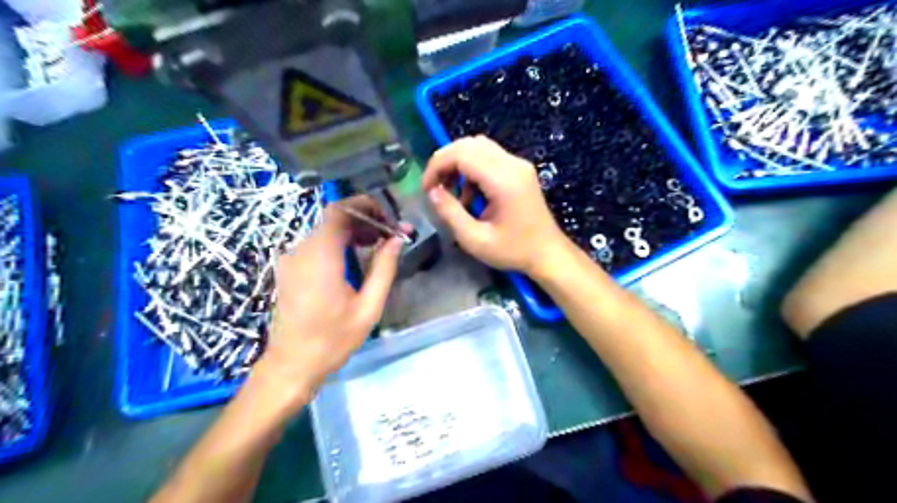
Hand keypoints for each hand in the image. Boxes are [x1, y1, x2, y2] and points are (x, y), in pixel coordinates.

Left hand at [255, 194, 402, 406]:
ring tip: (377, 246)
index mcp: (321, 256)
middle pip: (334, 219)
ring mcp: (291, 259)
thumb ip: (384, 268)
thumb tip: (397, 239)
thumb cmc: (333, 340)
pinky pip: (317, 245)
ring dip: (353, 232)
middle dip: (364, 220)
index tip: (389, 218)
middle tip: (389, 235)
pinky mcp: (289, 269)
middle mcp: (301, 250)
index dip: (366, 206)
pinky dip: (339, 244)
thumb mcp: (368, 306)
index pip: (340, 210)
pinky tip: (355, 259)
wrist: (291, 365)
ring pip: (326, 231)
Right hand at [420, 135, 566, 277]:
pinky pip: (490, 157)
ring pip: (479, 147)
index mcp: (503, 180)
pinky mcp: (520, 170)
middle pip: (469, 144)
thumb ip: (450, 213)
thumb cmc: (513, 251)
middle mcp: (512, 164)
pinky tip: (471, 195)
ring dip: (459, 165)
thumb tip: (432, 192)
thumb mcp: (475, 239)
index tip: (427, 189)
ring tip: (453, 194)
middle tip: (435, 188)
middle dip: (445, 162)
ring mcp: (519, 165)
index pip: (461, 153)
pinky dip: (472, 169)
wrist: (548, 254)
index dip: (437, 165)